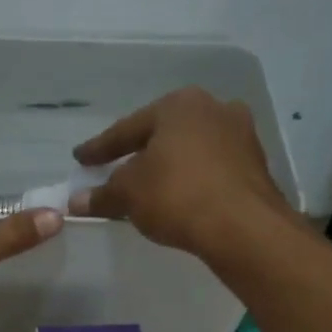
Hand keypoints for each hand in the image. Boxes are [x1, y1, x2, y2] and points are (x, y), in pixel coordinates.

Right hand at [67, 87, 294, 259]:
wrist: (242, 226)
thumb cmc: (177, 195)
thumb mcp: (128, 195)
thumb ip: (102, 195)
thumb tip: (76, 200)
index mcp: (178, 105)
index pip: (127, 129)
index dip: (100, 148)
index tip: (81, 159)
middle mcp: (213, 109)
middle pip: (163, 134)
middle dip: (139, 153)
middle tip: (116, 169)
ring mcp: (240, 135)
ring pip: (190, 151)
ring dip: (168, 167)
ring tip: (148, 187)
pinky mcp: (255, 165)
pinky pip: (211, 169)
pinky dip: (191, 180)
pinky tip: (179, 198)